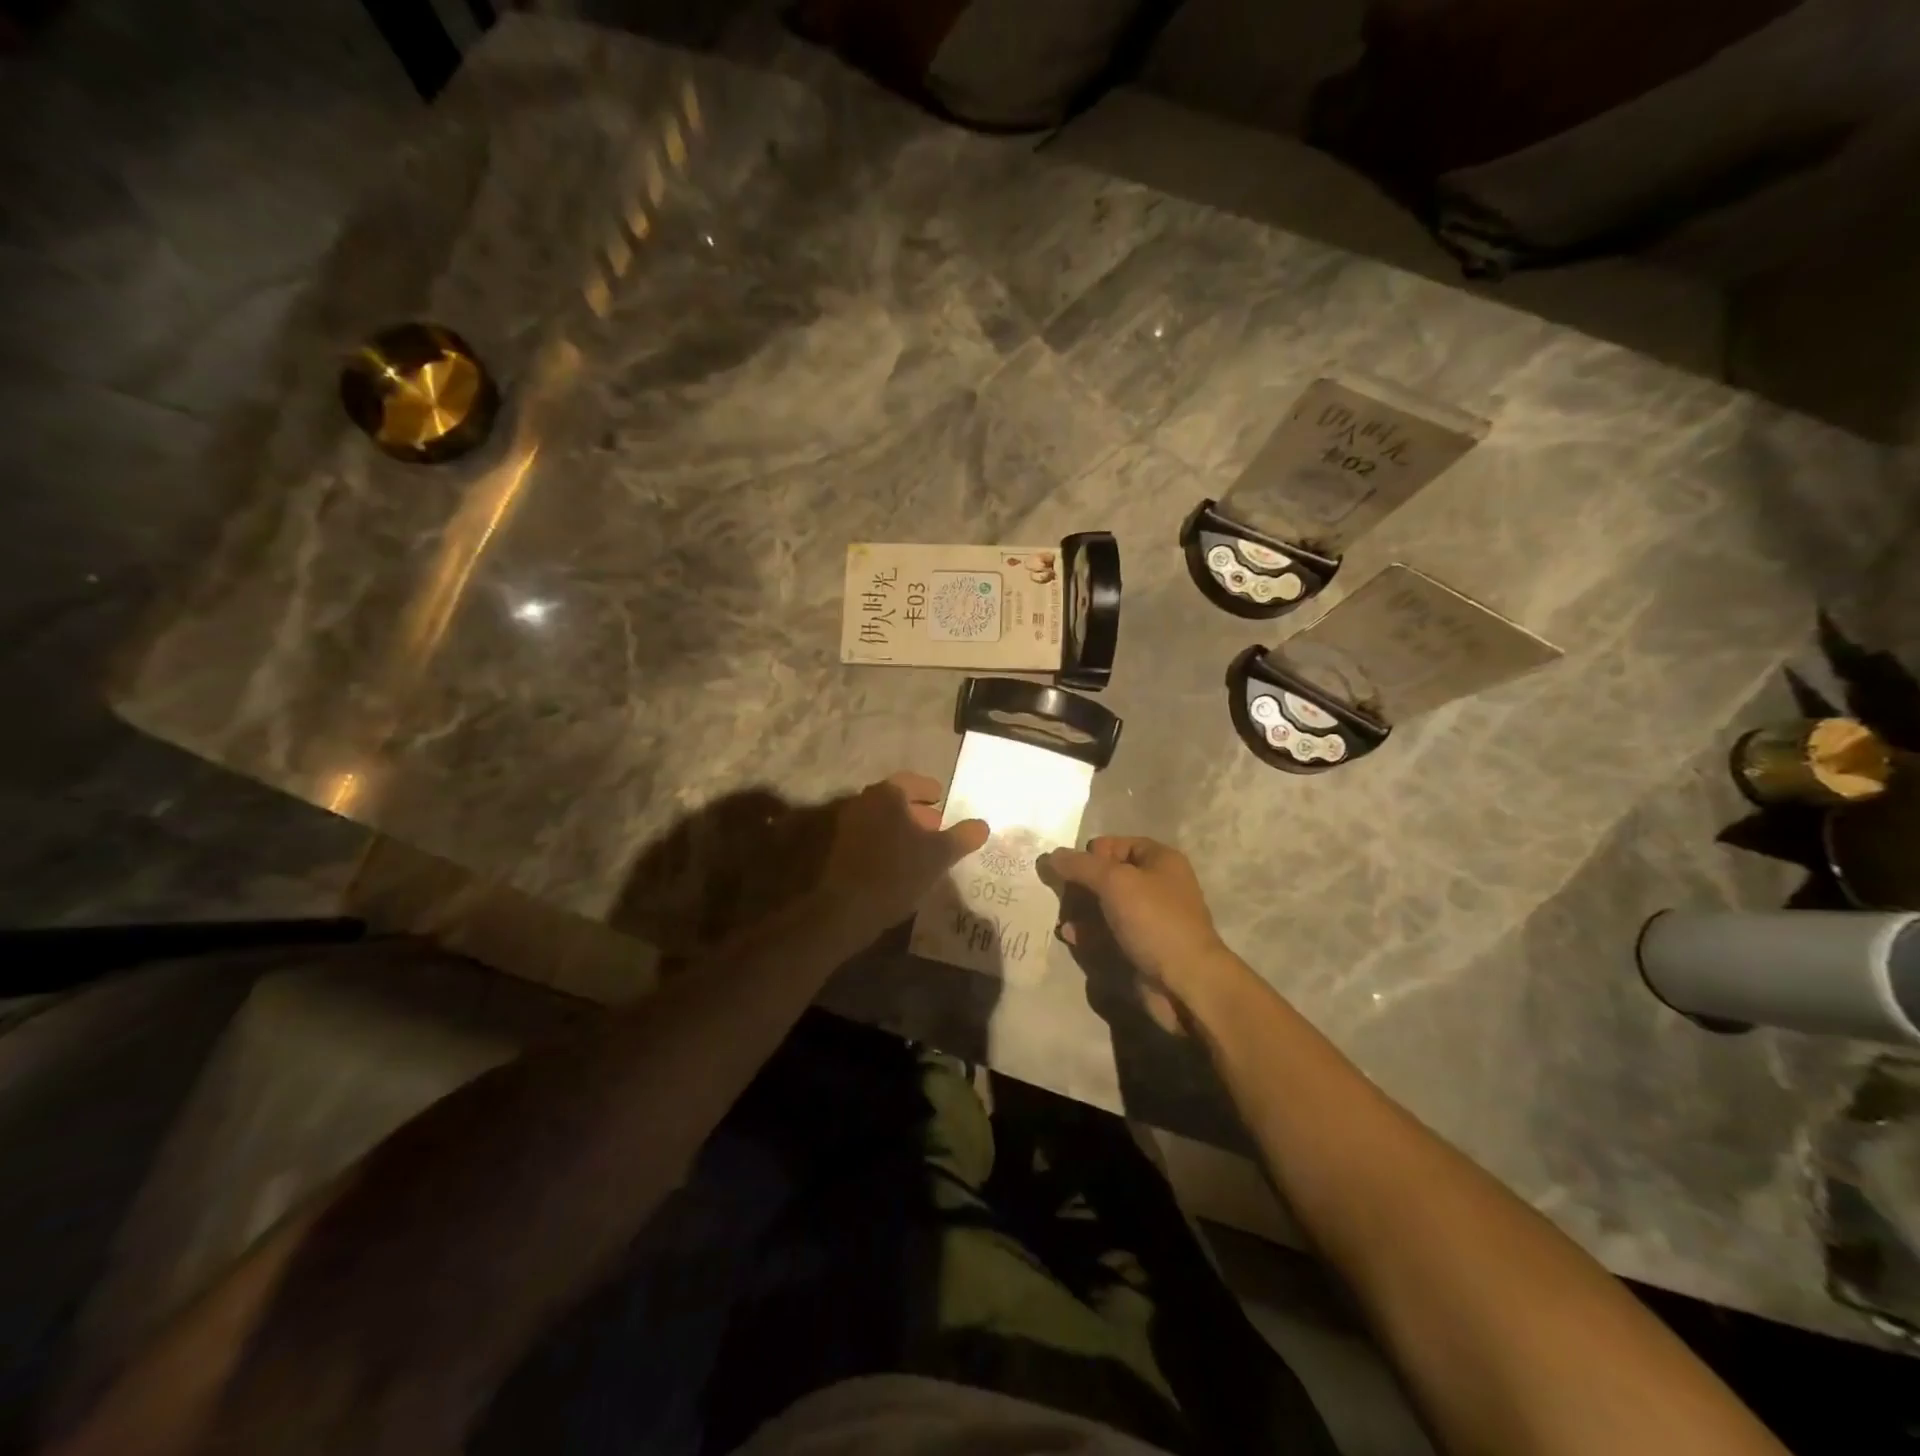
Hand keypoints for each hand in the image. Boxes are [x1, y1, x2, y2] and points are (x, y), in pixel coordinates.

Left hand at [815, 772, 988, 944]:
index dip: (929, 790)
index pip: (912, 781)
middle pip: (896, 800)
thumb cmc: (898, 872)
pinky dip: (890, 841)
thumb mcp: (940, 855)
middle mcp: (865, 802)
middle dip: (918, 810)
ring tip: (924, 846)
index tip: (942, 798)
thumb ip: (963, 836)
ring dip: (903, 828)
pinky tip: (904, 861)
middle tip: (938, 824)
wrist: (849, 909)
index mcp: (887, 794)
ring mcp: (849, 825)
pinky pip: (872, 836)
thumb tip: (982, 825)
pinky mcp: (841, 848)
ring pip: (883, 819)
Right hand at [1040, 837, 1235, 1029]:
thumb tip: (1051, 855)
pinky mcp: (1140, 946)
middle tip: (1060, 896)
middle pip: (1107, 875)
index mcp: (1160, 860)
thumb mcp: (1114, 882)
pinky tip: (1070, 936)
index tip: (1069, 872)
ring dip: (1080, 909)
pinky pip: (1108, 931)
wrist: (1185, 983)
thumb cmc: (1154, 921)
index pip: (1115, 844)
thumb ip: (1080, 866)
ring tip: (1061, 918)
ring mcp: (1149, 918)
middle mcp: (1156, 885)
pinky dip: (1088, 932)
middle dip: (1080, 884)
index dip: (1090, 855)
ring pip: (1104, 905)